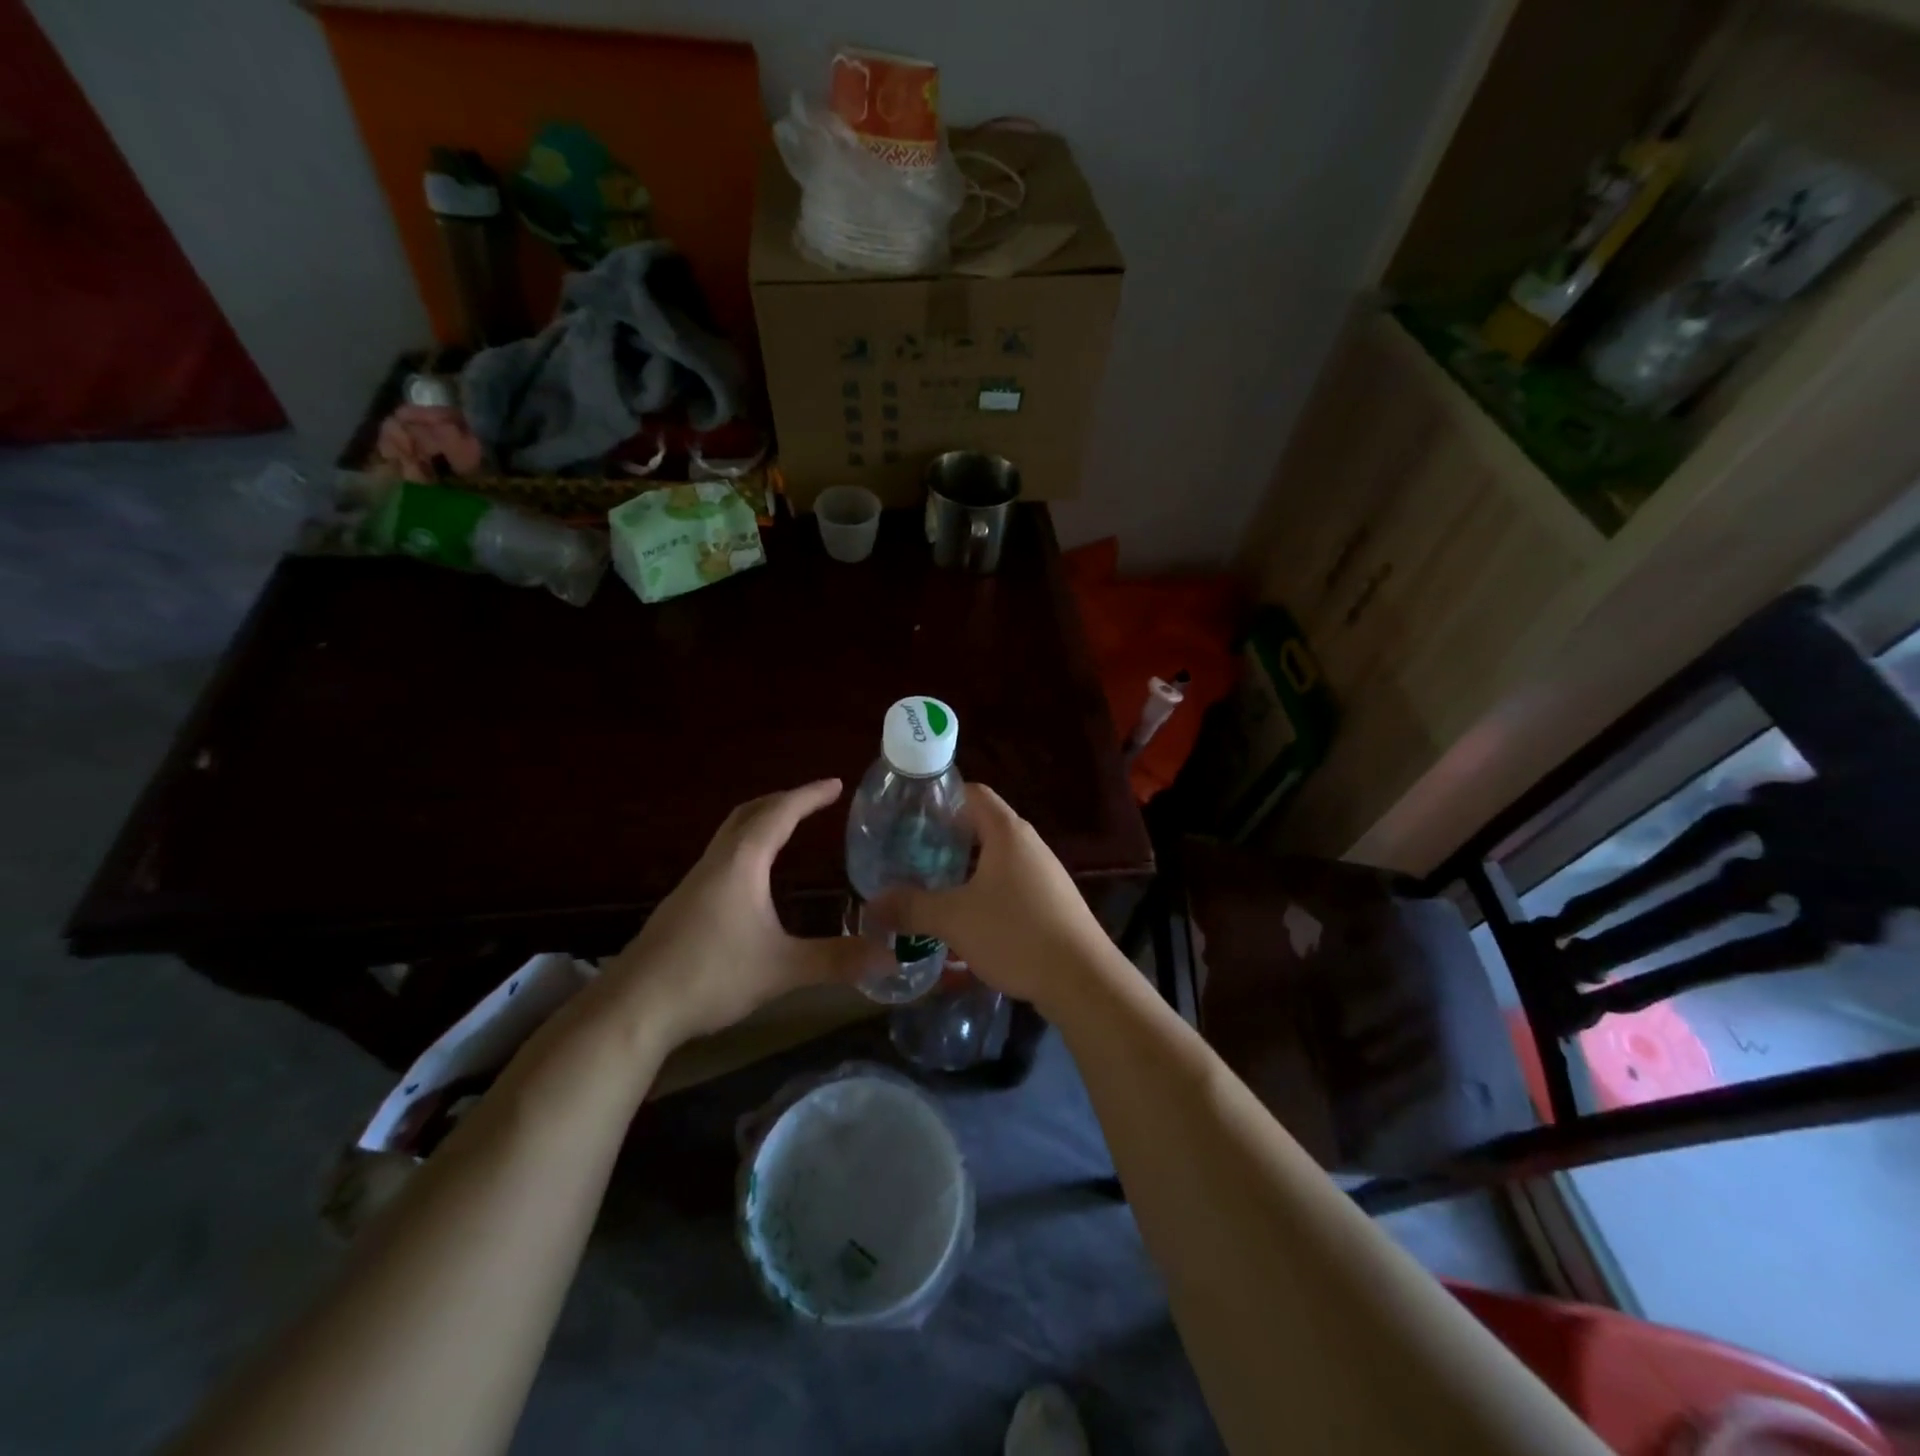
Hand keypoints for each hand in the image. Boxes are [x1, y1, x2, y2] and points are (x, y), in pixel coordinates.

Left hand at [603, 779, 886, 1044]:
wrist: (634, 1007)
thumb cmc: (711, 975)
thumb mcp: (782, 969)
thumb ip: (836, 960)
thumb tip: (890, 956)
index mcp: (742, 863)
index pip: (780, 814)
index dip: (809, 796)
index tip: (836, 784)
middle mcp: (717, 862)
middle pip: (749, 813)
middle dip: (784, 800)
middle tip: (814, 801)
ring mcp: (694, 882)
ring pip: (731, 834)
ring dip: (761, 821)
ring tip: (788, 828)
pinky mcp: (683, 904)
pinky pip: (722, 856)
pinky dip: (746, 847)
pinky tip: (753, 878)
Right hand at [875, 784, 1111, 1009]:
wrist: (1082, 979)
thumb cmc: (1016, 934)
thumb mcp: (954, 920)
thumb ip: (911, 907)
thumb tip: (871, 904)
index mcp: (1007, 832)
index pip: (972, 793)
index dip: (940, 798)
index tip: (909, 817)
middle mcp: (1029, 844)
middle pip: (981, 826)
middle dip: (945, 839)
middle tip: (910, 856)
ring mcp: (1044, 873)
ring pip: (995, 859)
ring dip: (964, 870)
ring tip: (931, 887)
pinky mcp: (1051, 901)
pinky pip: (1010, 884)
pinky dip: (984, 892)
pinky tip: (966, 919)